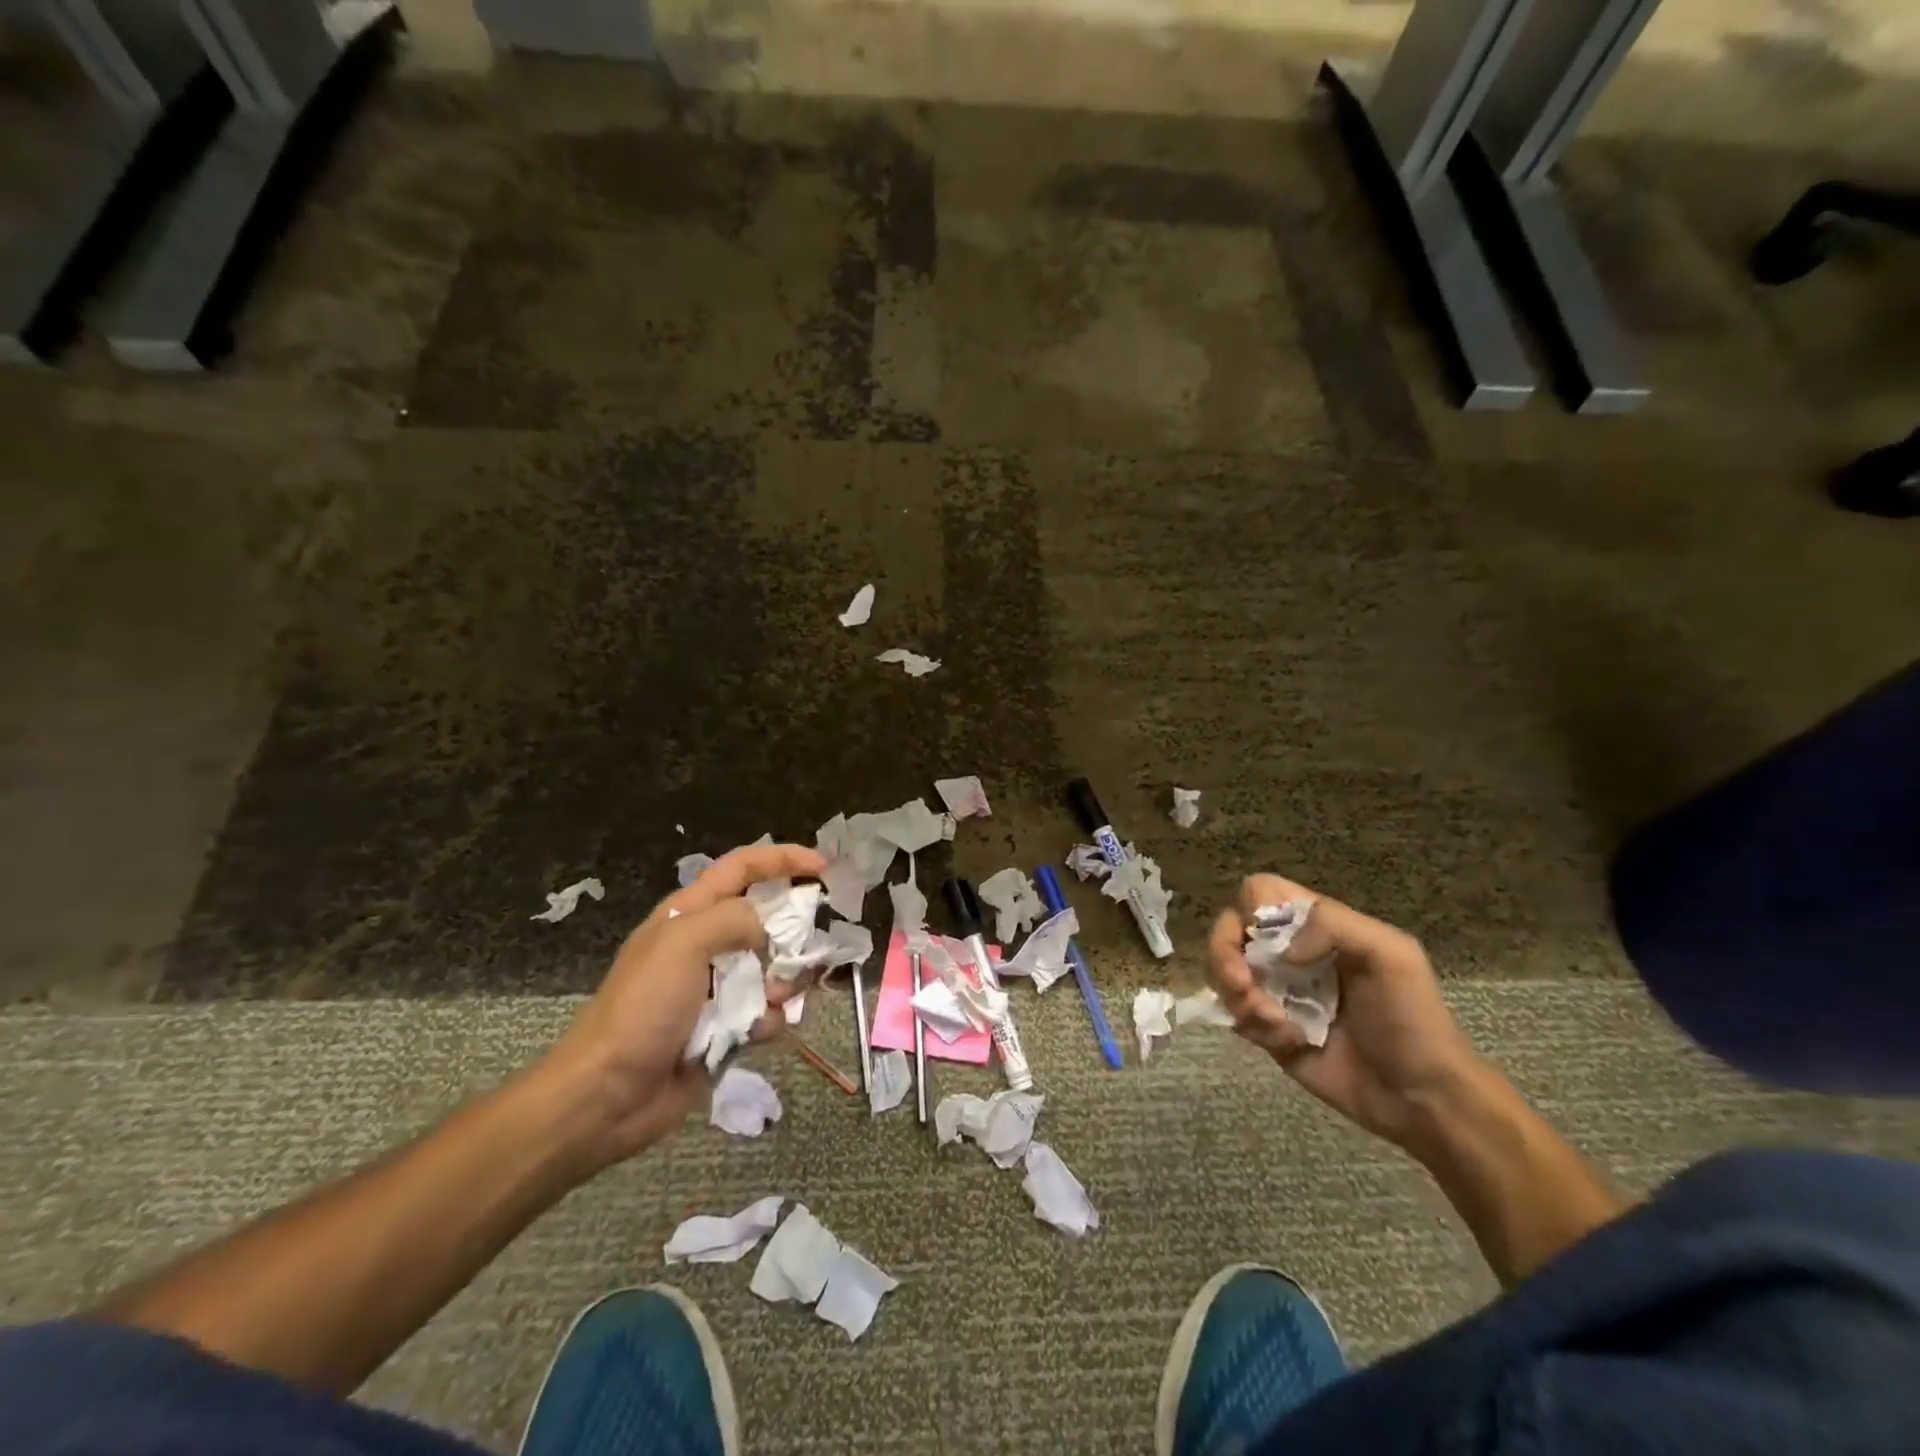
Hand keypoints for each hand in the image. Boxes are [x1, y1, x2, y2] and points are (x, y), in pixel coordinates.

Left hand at [539, 842, 826, 1167]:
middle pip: (765, 919)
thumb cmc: (642, 1008)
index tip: (823, 868)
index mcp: (689, 914)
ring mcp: (715, 988)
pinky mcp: (724, 1028)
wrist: (607, 1095)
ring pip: (772, 968)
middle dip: (791, 931)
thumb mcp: (683, 943)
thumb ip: (733, 919)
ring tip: (775, 997)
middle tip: (807, 945)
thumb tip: (766, 930)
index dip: (783, 859)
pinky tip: (757, 1032)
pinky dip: (768, 1019)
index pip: (742, 868)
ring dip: (783, 981)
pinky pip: (765, 1012)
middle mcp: (704, 945)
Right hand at [1207, 873, 1479, 1149]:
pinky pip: (1233, 1015)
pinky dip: (1251, 1026)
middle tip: (1243, 986)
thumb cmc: (1413, 1019)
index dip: (1251, 907)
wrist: (1422, 1097)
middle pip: (1228, 929)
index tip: (1264, 939)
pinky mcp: (1267, 1029)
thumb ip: (1333, 925)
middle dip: (1224, 955)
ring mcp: (1274, 990)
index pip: (1259, 892)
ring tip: (1278, 1026)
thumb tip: (1277, 949)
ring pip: (1222, 973)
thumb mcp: (1391, 954)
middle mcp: (1287, 951)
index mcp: (1315, 925)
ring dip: (1240, 997)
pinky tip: (1288, 1043)